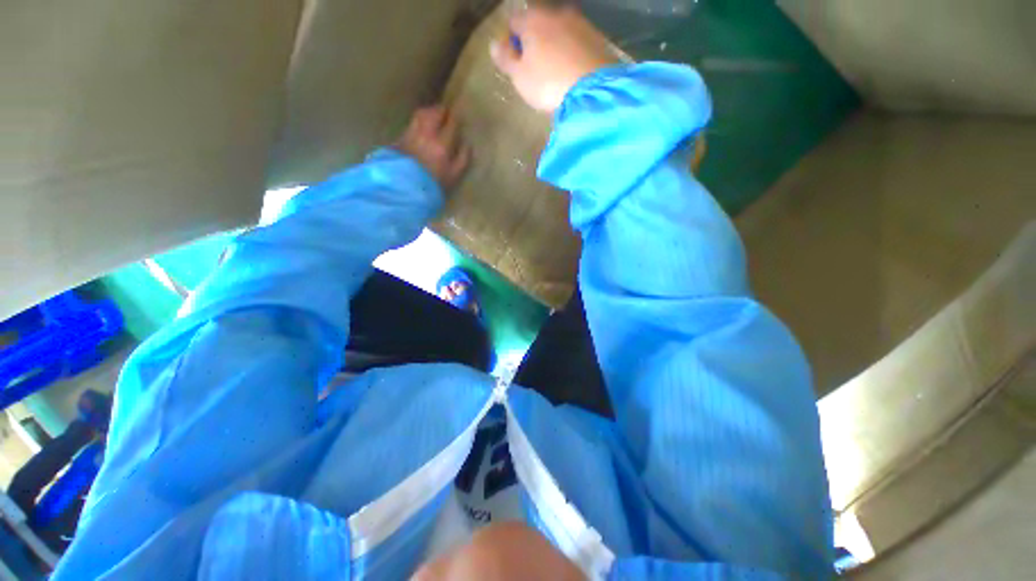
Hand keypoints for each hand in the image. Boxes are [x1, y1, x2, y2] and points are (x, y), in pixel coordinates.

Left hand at [396, 105, 469, 189]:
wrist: (406, 190)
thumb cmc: (434, 185)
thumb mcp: (453, 176)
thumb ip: (462, 159)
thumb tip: (467, 145)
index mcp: (442, 144)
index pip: (451, 123)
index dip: (456, 118)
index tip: (459, 117)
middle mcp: (427, 134)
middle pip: (434, 113)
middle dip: (442, 111)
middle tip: (447, 112)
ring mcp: (412, 134)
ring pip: (421, 115)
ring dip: (429, 112)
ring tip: (433, 115)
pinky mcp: (401, 138)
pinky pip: (412, 123)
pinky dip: (419, 121)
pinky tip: (421, 127)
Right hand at [490, 6, 617, 112]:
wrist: (592, 91)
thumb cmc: (548, 84)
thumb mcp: (519, 77)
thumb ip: (505, 59)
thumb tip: (495, 44)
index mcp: (533, 20)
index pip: (514, 21)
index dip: (511, 40)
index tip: (514, 61)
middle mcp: (557, 13)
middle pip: (539, 24)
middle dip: (534, 41)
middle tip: (534, 68)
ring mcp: (580, 24)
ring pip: (560, 31)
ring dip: (554, 46)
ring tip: (555, 71)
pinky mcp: (597, 39)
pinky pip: (578, 42)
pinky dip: (572, 52)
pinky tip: (572, 72)